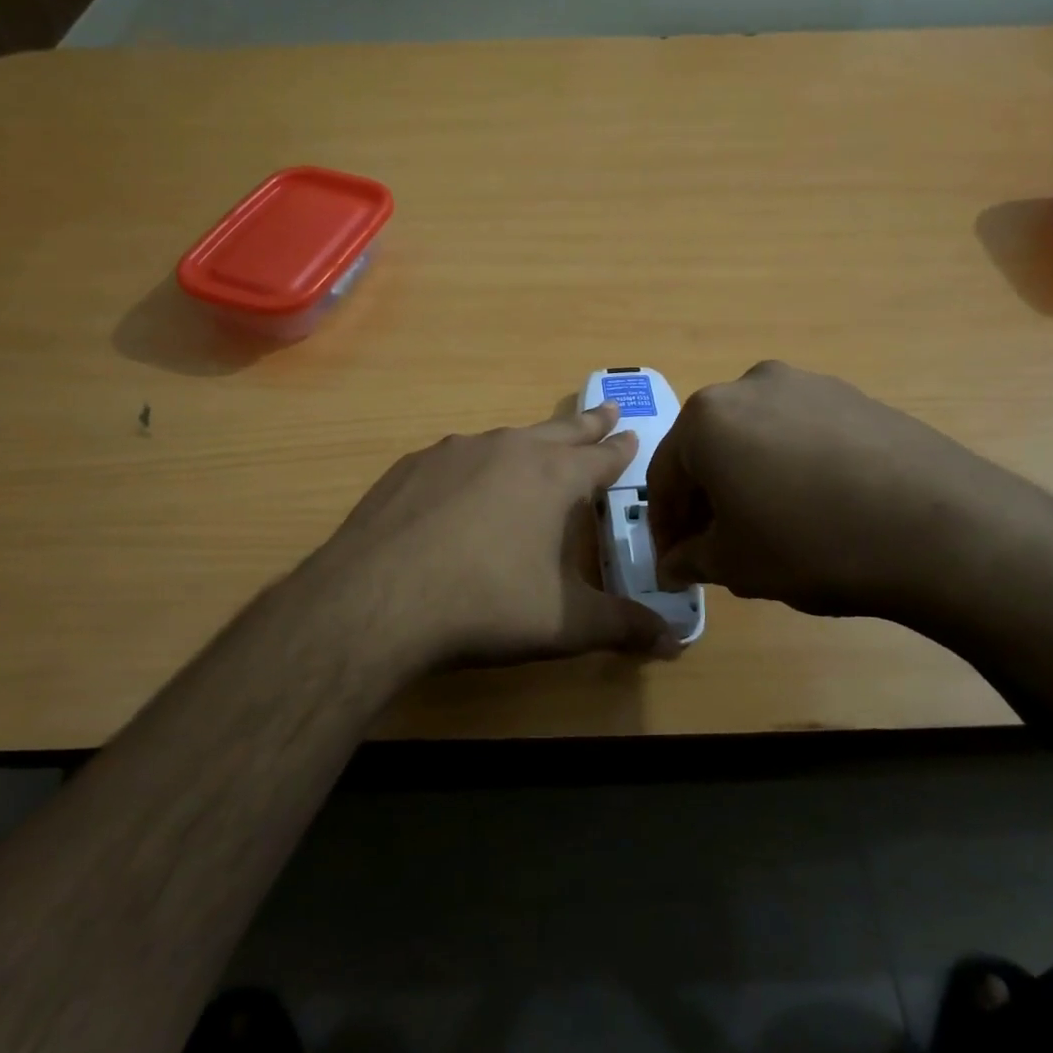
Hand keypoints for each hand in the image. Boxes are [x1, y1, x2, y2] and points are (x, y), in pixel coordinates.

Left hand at [310, 404, 676, 669]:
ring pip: (505, 439)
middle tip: (605, 410)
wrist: (377, 601)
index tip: (632, 434)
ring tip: (536, 448)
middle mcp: (508, 450)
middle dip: (586, 424)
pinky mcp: (410, 467)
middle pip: (559, 430)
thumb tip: (675, 642)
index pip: (602, 456)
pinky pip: (456, 458)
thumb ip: (622, 627)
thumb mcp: (564, 624)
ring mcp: (453, 452)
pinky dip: (473, 465)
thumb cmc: (485, 606)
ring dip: (528, 442)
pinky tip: (462, 488)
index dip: (621, 449)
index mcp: (553, 477)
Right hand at [646, 361, 1052, 623]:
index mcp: (706, 417)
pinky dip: (790, 467)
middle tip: (715, 546)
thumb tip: (672, 565)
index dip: (664, 525)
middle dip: (706, 499)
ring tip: (768, 526)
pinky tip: (815, 506)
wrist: (939, 528)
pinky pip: (801, 434)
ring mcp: (809, 385)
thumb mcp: (734, 564)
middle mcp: (750, 386)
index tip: (673, 561)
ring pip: (756, 438)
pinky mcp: (855, 397)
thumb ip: (690, 560)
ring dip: (748, 479)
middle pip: (709, 449)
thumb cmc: (810, 544)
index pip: (664, 476)